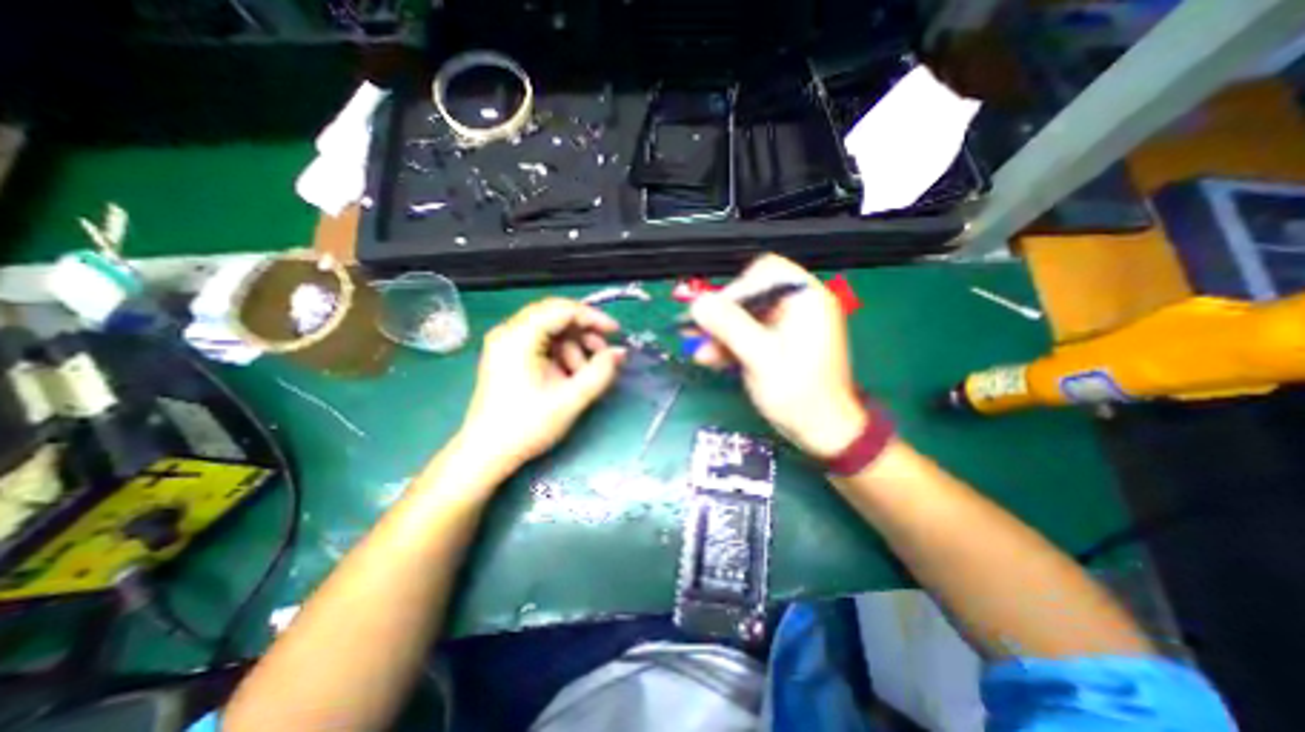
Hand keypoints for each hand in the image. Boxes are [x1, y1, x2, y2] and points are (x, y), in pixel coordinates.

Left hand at [458, 298, 627, 464]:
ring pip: (550, 329)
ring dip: (573, 346)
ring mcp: (506, 343)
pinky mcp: (508, 356)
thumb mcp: (571, 399)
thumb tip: (620, 352)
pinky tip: (569, 375)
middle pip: (555, 316)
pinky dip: (561, 354)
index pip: (562, 310)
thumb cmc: (526, 426)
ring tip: (584, 373)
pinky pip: (541, 343)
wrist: (486, 453)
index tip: (615, 332)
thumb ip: (600, 372)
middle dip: (584, 332)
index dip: (593, 317)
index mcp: (518, 337)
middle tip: (603, 354)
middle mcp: (509, 332)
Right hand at [688, 251, 864, 456]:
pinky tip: (711, 359)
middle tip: (695, 330)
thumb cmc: (800, 395)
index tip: (713, 312)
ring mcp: (786, 326)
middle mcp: (796, 307)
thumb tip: (698, 304)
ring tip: (700, 352)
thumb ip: (730, 327)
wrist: (822, 432)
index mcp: (805, 300)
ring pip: (744, 317)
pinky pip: (747, 335)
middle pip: (750, 295)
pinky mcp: (776, 344)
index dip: (736, 288)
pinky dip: (729, 345)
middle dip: (721, 315)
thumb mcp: (762, 358)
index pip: (765, 272)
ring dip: (719, 334)